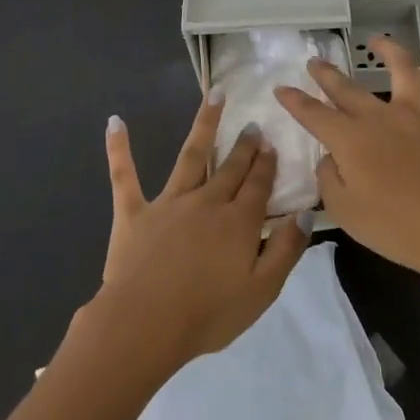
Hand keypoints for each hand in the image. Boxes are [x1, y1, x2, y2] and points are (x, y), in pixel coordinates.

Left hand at [92, 96, 310, 371]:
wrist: (145, 324)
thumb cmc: (208, 314)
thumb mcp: (262, 291)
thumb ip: (286, 250)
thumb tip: (304, 214)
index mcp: (238, 222)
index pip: (258, 185)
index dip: (266, 164)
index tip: (271, 143)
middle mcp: (207, 201)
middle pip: (231, 167)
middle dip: (244, 145)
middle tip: (252, 124)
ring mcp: (169, 202)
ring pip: (191, 156)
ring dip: (204, 124)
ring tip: (214, 96)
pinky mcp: (134, 212)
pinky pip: (125, 175)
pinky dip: (119, 148)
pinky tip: (115, 122)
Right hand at [274, 36, 419, 288]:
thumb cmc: (394, 227)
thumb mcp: (344, 211)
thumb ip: (329, 179)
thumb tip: (332, 157)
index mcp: (351, 139)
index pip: (314, 113)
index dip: (294, 100)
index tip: (281, 88)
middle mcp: (381, 117)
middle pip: (347, 88)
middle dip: (326, 74)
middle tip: (315, 62)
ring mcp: (419, 115)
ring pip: (402, 70)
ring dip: (387, 51)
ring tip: (376, 42)